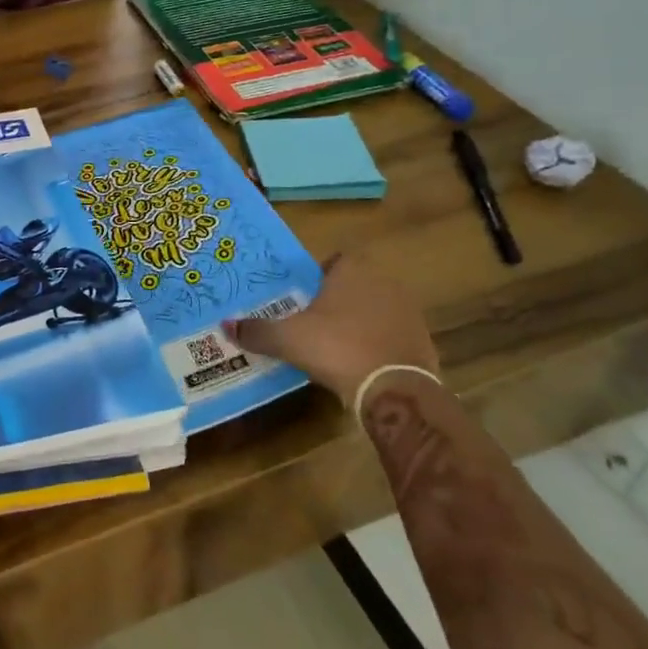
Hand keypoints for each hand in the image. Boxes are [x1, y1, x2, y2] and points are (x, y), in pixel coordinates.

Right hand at [227, 256, 437, 410]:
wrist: (395, 389)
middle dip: (336, 299)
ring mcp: (408, 313)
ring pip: (375, 310)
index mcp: (353, 271)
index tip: (302, 295)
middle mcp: (385, 283)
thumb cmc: (336, 347)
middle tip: (311, 319)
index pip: (336, 259)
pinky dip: (375, 345)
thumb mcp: (287, 339)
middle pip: (355, 284)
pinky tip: (357, 364)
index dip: (318, 274)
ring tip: (331, 343)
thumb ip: (257, 331)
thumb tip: (226, 326)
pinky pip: (391, 336)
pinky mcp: (422, 342)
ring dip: (357, 322)